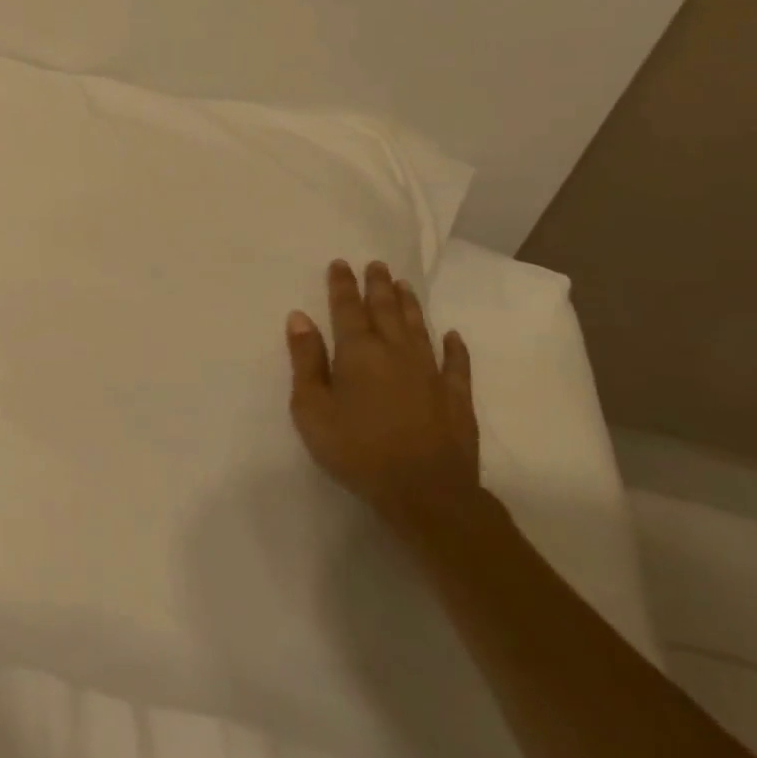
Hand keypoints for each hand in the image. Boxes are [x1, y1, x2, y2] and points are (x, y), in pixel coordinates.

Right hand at [286, 259, 481, 533]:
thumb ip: (306, 360)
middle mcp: (395, 352)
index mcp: (357, 352)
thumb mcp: (312, 408)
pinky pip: (457, 365)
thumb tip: (300, 318)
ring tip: (405, 285)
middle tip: (377, 264)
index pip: (347, 308)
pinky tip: (453, 335)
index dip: (342, 285)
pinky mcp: (456, 399)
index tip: (341, 263)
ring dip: (410, 306)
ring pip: (418, 329)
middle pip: (385, 311)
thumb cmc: (356, 449)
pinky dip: (455, 347)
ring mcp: (430, 374)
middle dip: (378, 286)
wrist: (426, 494)